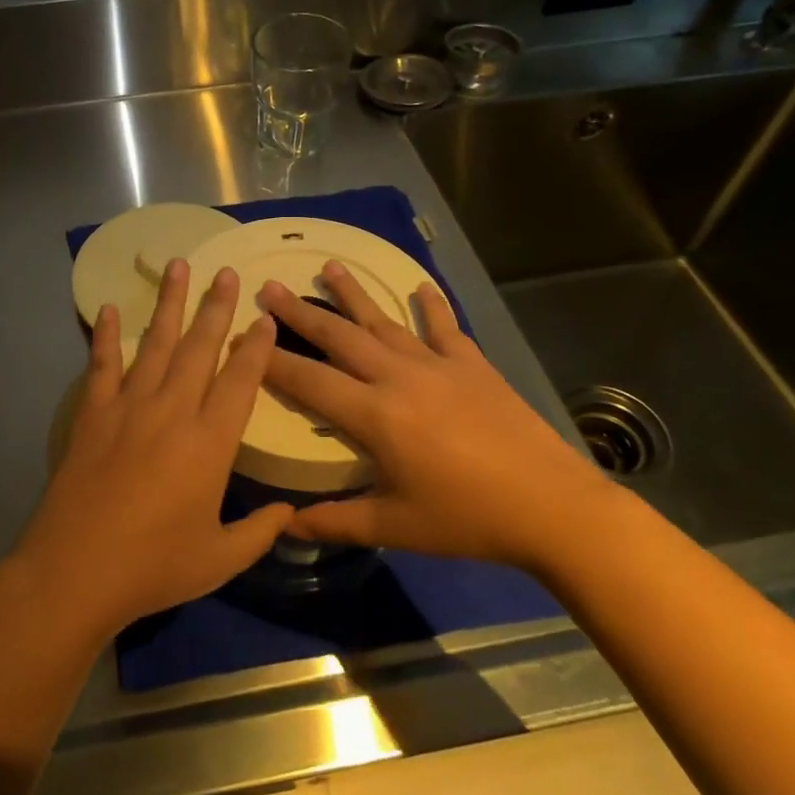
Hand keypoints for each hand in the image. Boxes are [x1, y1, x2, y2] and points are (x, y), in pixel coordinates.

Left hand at [15, 260, 292, 638]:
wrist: (76, 571)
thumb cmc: (154, 567)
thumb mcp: (220, 559)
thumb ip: (259, 532)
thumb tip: (289, 513)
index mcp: (210, 443)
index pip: (241, 380)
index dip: (256, 347)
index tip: (264, 318)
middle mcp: (173, 411)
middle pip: (200, 347)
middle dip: (216, 307)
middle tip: (228, 273)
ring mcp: (129, 407)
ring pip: (155, 344)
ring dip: (169, 304)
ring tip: (178, 266)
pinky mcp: (93, 414)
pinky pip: (102, 365)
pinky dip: (105, 336)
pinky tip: (107, 309)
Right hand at [258, 262, 617, 573]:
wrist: (553, 507)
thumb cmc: (467, 519)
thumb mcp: (395, 527)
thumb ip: (335, 521)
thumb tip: (284, 525)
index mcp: (374, 415)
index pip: (308, 380)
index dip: (270, 362)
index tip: (242, 340)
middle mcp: (398, 377)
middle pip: (338, 336)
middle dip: (299, 312)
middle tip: (269, 287)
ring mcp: (438, 365)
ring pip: (383, 321)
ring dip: (352, 294)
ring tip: (328, 266)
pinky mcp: (473, 365)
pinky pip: (445, 328)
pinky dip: (432, 305)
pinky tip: (421, 285)